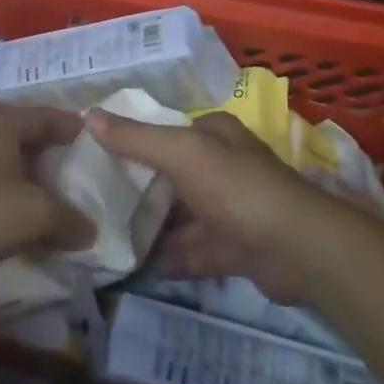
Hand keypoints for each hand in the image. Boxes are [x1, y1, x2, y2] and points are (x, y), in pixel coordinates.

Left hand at [0, 108, 95, 271]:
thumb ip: (67, 219)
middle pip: (28, 137)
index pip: (49, 115)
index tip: (96, 142)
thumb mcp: (32, 214)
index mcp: (2, 122)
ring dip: (30, 179)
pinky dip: (9, 194)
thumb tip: (91, 231)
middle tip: (78, 174)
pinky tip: (21, 216)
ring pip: (7, 161)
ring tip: (54, 200)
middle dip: (53, 156)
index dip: (74, 128)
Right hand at [86, 109, 335, 305]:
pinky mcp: (232, 248)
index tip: (95, 154)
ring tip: (105, 236)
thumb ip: (135, 138)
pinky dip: (168, 258)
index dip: (134, 139)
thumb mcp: (181, 152)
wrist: (295, 248)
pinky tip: (134, 268)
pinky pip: (192, 251)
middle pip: (171, 175)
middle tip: (92, 200)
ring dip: (150, 227)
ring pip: (180, 215)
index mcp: (214, 134)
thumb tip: (87, 115)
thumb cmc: (235, 186)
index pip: (167, 130)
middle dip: (138, 188)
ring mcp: (228, 209)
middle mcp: (222, 166)